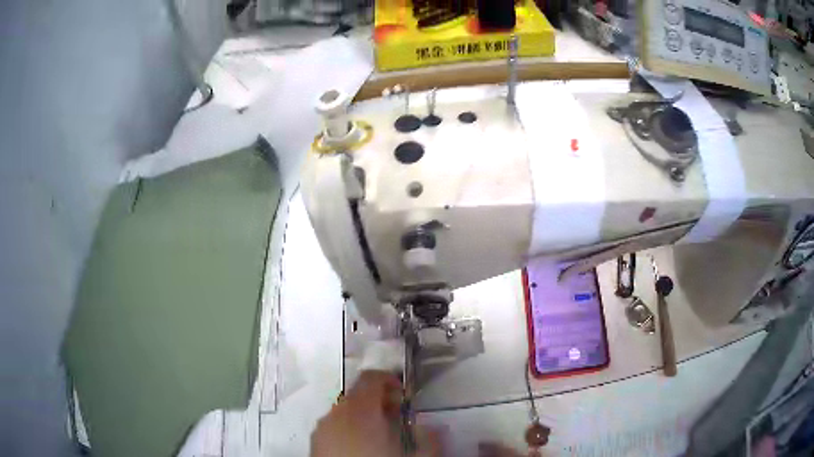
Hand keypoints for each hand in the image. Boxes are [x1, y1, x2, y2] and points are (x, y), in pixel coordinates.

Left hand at [311, 370, 440, 456]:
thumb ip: (429, 438)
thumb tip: (432, 427)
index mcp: (360, 411)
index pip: (371, 378)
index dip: (390, 380)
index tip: (404, 396)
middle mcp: (336, 414)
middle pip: (357, 395)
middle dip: (379, 402)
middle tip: (397, 419)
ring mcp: (321, 429)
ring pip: (344, 412)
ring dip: (363, 417)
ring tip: (380, 437)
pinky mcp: (313, 444)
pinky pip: (333, 427)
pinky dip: (347, 429)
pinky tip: (360, 450)